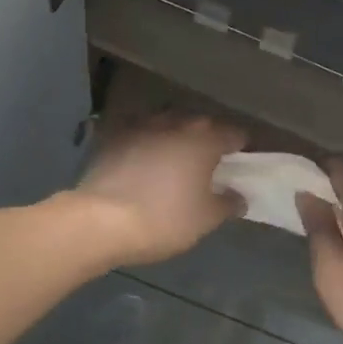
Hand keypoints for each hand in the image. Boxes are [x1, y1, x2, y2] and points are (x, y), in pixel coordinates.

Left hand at [71, 114, 247, 265]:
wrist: (101, 220)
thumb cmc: (165, 219)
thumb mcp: (206, 219)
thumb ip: (228, 204)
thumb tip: (239, 196)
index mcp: (204, 139)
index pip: (234, 134)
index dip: (241, 148)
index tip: (240, 165)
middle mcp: (175, 123)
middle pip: (200, 126)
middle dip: (207, 141)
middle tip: (209, 166)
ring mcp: (140, 126)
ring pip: (167, 127)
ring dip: (174, 140)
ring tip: (174, 163)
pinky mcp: (112, 137)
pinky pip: (139, 137)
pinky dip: (146, 147)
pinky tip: (143, 166)